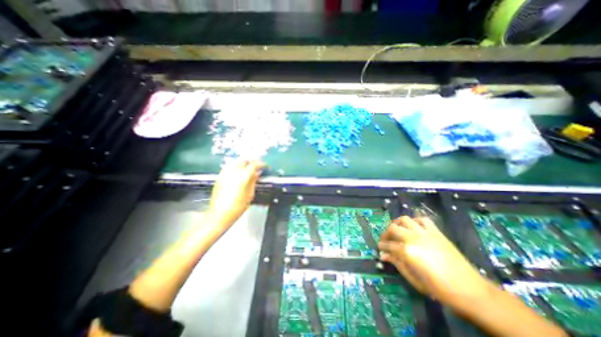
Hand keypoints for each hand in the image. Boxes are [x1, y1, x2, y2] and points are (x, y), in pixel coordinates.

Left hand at [209, 159, 263, 227]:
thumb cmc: (238, 206)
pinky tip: (238, 173)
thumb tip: (257, 173)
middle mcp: (234, 171)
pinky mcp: (219, 176)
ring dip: (243, 163)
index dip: (261, 164)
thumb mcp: (250, 194)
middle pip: (243, 160)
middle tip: (256, 166)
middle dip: (251, 161)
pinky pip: (229, 167)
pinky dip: (235, 167)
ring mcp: (225, 173)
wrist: (219, 214)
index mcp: (244, 176)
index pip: (254, 164)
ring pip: (235, 162)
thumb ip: (253, 181)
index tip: (264, 166)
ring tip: (247, 169)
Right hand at [376, 218, 489, 306]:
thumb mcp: (414, 279)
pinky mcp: (436, 232)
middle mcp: (413, 238)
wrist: (471, 291)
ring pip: (405, 219)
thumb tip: (383, 255)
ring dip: (397, 223)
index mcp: (407, 251)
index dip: (382, 246)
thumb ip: (397, 263)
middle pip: (392, 228)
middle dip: (386, 234)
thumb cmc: (439, 289)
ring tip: (397, 230)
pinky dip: (415, 221)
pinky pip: (422, 219)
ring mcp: (425, 233)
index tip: (380, 249)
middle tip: (386, 240)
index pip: (388, 245)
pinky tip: (413, 227)